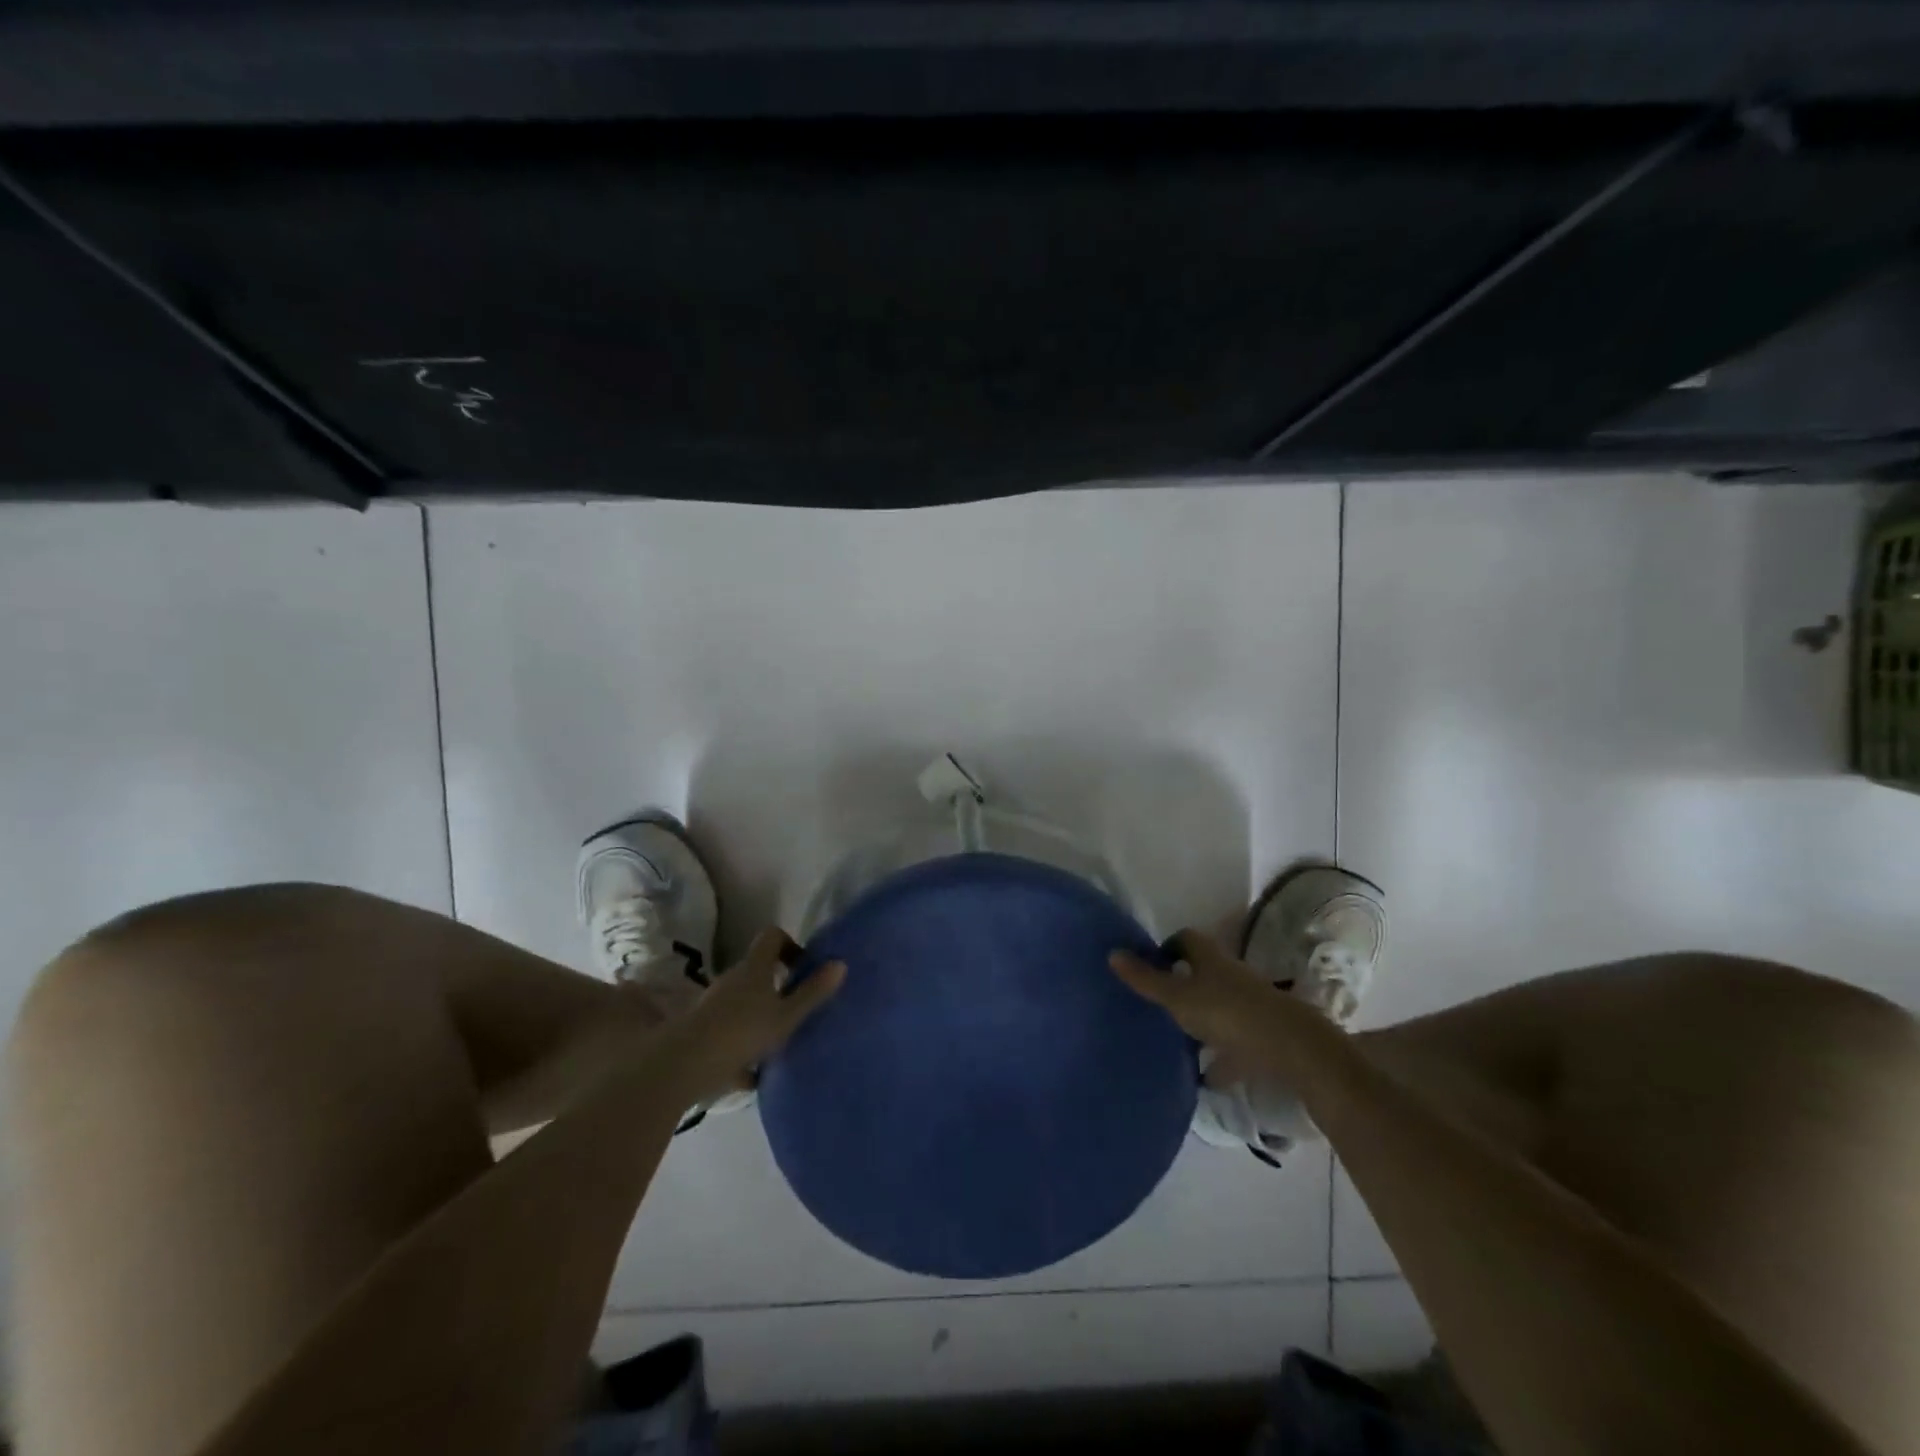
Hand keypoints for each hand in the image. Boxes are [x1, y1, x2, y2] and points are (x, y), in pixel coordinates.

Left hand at [659, 928, 845, 1106]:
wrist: (682, 1067)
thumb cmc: (741, 1032)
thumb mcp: (786, 1016)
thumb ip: (813, 992)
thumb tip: (840, 964)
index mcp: (755, 968)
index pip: (773, 937)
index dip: (790, 945)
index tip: (804, 968)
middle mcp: (733, 979)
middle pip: (758, 971)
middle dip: (779, 987)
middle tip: (798, 1009)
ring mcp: (713, 1005)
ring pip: (743, 1003)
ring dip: (761, 1016)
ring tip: (779, 1043)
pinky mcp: (701, 1032)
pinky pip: (729, 1033)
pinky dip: (742, 1047)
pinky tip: (754, 1075)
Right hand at [1109, 929, 1316, 1082]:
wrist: (1291, 1048)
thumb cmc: (1228, 1012)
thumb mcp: (1178, 997)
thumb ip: (1146, 979)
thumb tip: (1112, 953)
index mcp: (1210, 958)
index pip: (1186, 939)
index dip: (1168, 946)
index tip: (1151, 964)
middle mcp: (1231, 975)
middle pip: (1203, 971)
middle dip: (1183, 983)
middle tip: (1158, 1002)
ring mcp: (1250, 1005)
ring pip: (1219, 1006)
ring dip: (1201, 1019)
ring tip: (1176, 1039)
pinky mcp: (1263, 1035)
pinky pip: (1235, 1043)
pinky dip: (1220, 1056)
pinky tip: (1205, 1077)